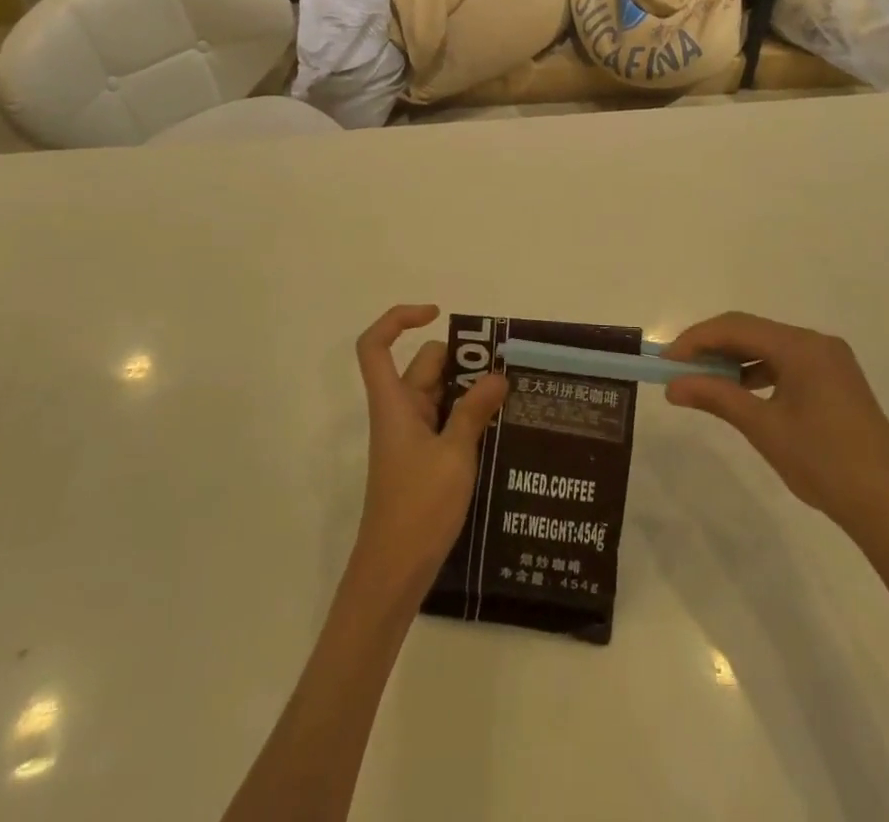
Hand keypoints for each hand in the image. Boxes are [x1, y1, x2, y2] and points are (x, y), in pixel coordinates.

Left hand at [352, 305, 507, 597]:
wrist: (394, 572)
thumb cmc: (418, 507)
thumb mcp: (455, 455)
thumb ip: (475, 411)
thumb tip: (497, 376)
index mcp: (394, 403)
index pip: (376, 345)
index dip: (398, 320)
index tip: (436, 315)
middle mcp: (400, 412)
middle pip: (423, 366)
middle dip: (461, 360)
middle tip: (505, 366)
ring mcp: (411, 436)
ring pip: (439, 394)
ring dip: (470, 389)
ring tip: (513, 393)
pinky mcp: (423, 458)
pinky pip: (445, 420)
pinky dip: (469, 415)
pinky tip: (501, 426)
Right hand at [664, 312, 888, 539]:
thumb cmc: (824, 463)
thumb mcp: (763, 428)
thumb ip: (716, 397)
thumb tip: (673, 385)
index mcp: (802, 346)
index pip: (736, 327)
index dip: (696, 339)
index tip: (666, 361)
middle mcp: (817, 343)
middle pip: (752, 332)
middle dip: (712, 348)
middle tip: (679, 371)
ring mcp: (830, 361)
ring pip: (769, 347)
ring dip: (734, 360)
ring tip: (704, 383)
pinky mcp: (836, 381)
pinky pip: (787, 363)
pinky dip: (759, 373)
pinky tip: (741, 393)